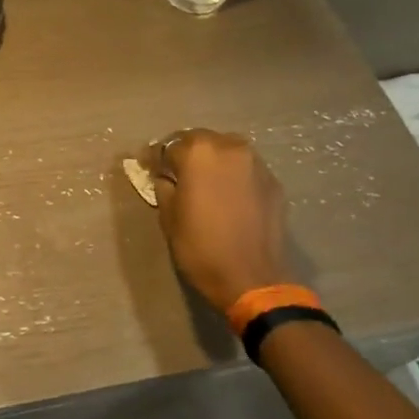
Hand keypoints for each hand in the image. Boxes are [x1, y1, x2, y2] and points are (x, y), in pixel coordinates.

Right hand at [144, 130, 292, 313]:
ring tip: (201, 182)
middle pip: (200, 141)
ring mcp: (255, 163)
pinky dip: (231, 175)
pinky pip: (244, 169)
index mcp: (198, 153)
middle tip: (173, 173)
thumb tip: (164, 176)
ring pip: (226, 150)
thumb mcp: (169, 217)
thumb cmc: (200, 247)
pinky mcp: (273, 181)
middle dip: (184, 153)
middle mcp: (229, 148)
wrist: (251, 278)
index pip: (168, 146)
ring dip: (211, 161)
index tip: (146, 167)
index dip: (154, 158)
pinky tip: (225, 195)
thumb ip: (164, 187)